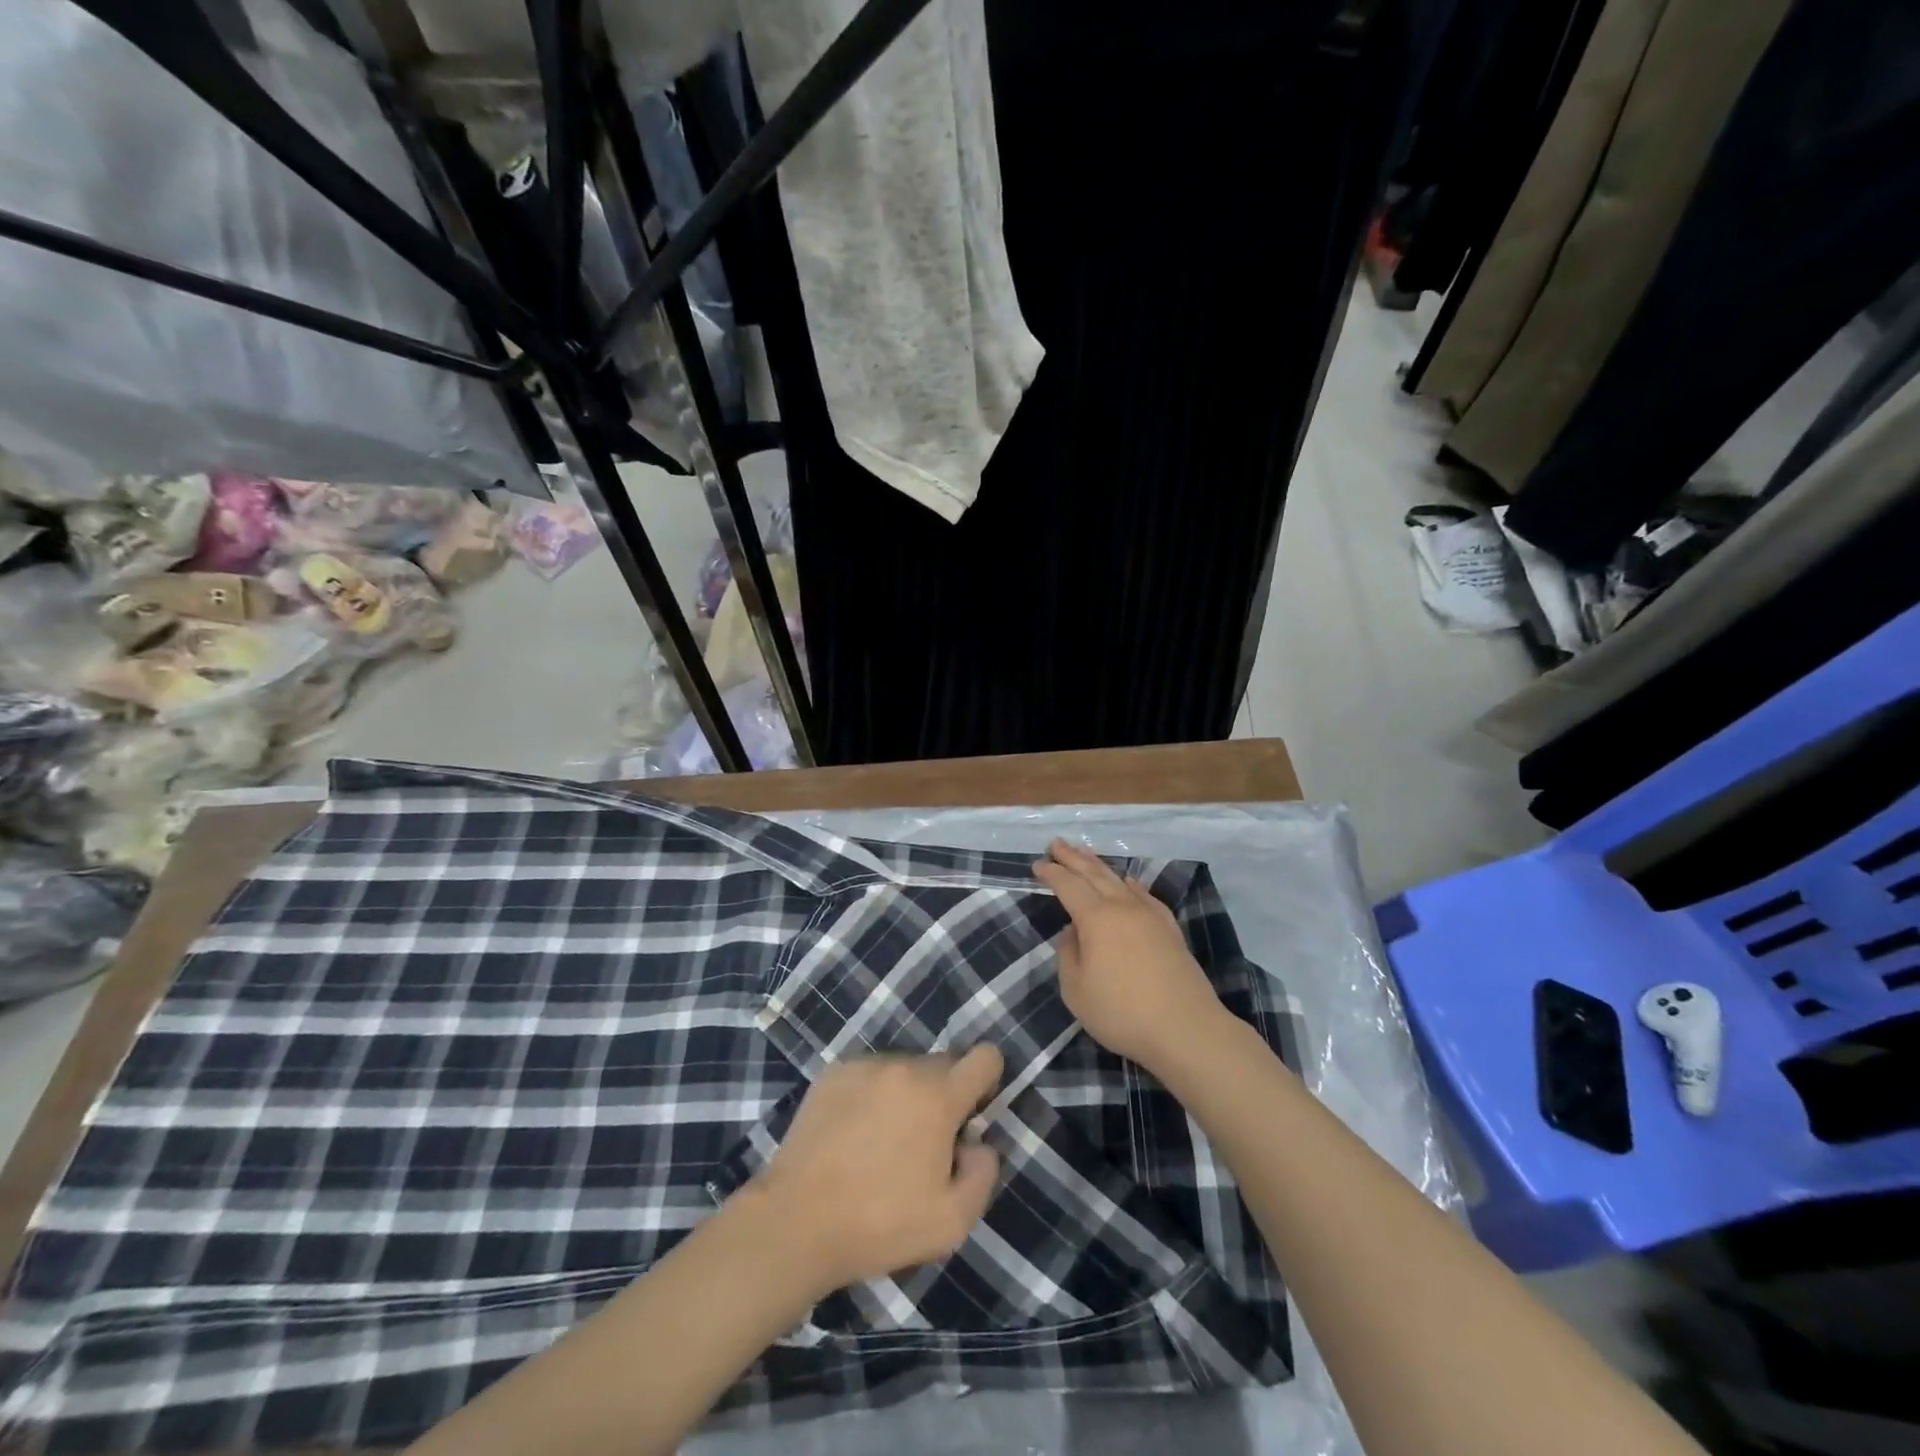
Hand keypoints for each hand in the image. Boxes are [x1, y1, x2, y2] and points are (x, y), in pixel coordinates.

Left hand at [758, 1046, 1003, 1293]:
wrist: (796, 1221)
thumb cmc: (879, 1223)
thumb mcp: (952, 1221)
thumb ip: (983, 1173)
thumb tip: (979, 1143)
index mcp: (938, 1096)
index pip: (985, 1057)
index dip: (987, 1083)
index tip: (970, 1117)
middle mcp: (904, 1067)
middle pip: (944, 1064)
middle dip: (944, 1096)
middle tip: (925, 1143)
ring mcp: (865, 1066)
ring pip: (905, 1069)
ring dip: (907, 1094)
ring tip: (883, 1141)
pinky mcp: (834, 1073)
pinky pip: (870, 1074)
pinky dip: (873, 1094)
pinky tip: (854, 1134)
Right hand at [1033, 839, 1225, 1072]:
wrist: (1186, 1028)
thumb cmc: (1122, 1012)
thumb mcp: (1076, 990)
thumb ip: (1068, 955)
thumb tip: (1074, 933)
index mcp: (1096, 918)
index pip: (1068, 886)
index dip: (1052, 873)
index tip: (1038, 864)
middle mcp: (1123, 907)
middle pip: (1094, 874)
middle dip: (1073, 857)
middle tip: (1056, 843)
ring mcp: (1150, 915)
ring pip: (1119, 880)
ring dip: (1099, 865)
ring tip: (1084, 853)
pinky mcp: (1170, 929)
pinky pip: (1144, 895)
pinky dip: (1130, 884)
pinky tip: (1128, 882)